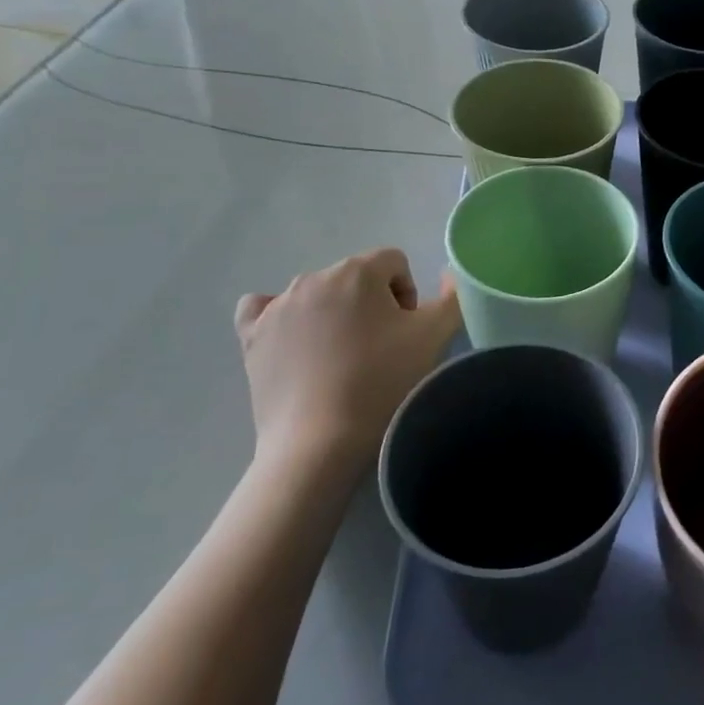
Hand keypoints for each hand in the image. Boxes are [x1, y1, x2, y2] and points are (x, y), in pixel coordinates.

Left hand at [235, 249, 461, 486]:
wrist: (320, 442)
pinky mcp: (251, 336)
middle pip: (356, 277)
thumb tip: (447, 274)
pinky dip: (282, 318)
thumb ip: (451, 296)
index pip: (394, 262)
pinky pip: (264, 309)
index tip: (407, 331)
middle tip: (382, 348)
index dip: (408, 294)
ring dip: (335, 314)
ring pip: (317, 294)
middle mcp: (313, 278)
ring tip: (344, 357)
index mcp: (357, 271)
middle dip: (373, 304)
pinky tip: (295, 341)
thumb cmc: (382, 381)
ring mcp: (277, 307)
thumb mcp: (435, 336)